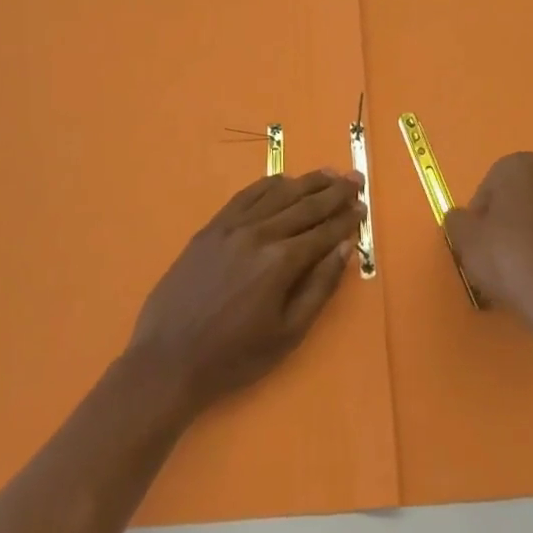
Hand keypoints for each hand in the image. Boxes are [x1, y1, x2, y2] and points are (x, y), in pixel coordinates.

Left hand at [127, 169, 364, 417]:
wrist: (168, 359)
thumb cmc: (234, 356)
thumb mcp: (288, 333)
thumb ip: (320, 287)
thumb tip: (345, 248)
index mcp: (281, 262)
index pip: (323, 231)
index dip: (347, 219)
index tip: (364, 206)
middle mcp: (259, 233)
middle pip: (305, 205)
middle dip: (334, 192)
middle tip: (356, 178)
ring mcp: (232, 226)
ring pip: (277, 194)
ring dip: (306, 182)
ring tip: (329, 173)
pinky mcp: (211, 227)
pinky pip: (246, 195)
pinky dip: (268, 184)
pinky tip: (283, 180)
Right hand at [444, 153, 532, 324]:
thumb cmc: (505, 255)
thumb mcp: (464, 237)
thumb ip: (457, 220)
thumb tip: (460, 219)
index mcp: (522, 168)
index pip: (493, 181)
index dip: (481, 208)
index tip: (476, 234)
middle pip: (522, 197)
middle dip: (509, 217)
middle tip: (493, 248)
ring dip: (532, 234)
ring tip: (517, 268)